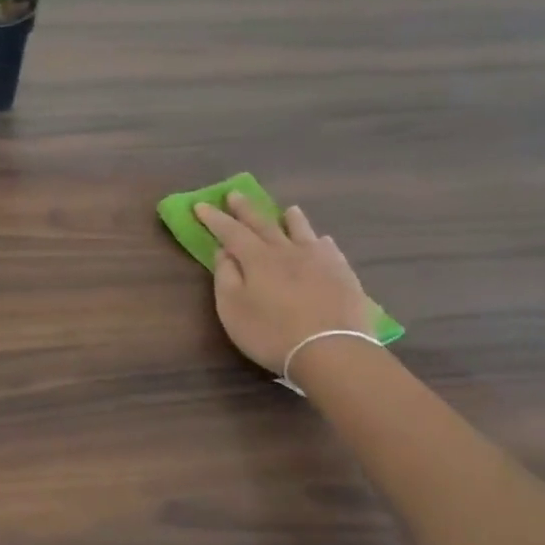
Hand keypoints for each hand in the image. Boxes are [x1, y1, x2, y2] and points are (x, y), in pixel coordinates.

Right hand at [193, 196, 373, 377]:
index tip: (201, 205)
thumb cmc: (271, 333)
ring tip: (288, 209)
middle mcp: (287, 251)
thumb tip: (224, 252)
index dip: (214, 218)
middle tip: (235, 194)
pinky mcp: (343, 274)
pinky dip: (320, 241)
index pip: (230, 231)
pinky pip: (330, 249)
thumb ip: (226, 276)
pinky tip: (322, 241)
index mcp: (257, 258)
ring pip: (302, 231)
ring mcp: (319, 260)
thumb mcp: (233, 309)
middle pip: (263, 224)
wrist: (332, 351)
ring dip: (291, 219)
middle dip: (246, 209)